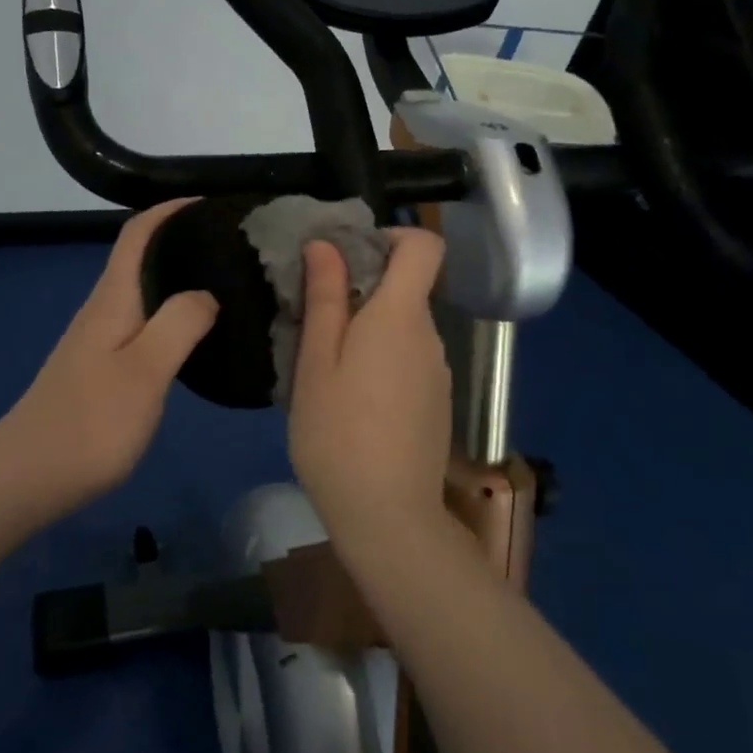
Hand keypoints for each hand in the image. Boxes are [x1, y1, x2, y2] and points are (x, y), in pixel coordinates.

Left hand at [0, 198, 217, 514]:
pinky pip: (143, 320)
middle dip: (183, 239)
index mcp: (113, 299)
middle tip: (235, 246)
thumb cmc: (90, 423)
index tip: (214, 205)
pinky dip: (172, 311)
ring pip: (144, 289)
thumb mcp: (145, 371)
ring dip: (179, 276)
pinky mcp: (102, 366)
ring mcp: (100, 338)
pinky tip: (195, 333)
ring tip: (226, 283)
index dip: (172, 210)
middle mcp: (104, 308)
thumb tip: (207, 292)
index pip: (139, 232)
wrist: (27, 478)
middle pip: (142, 255)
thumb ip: (179, 324)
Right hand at [287, 227, 451, 554]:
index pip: (424, 245)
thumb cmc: (338, 434)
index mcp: (400, 316)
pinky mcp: (436, 401)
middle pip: (406, 287)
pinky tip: (351, 401)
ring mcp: (437, 371)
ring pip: (403, 327)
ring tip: (326, 367)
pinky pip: (409, 359)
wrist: (388, 517)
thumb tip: (326, 245)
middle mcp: (429, 335)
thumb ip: (326, 299)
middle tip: (315, 320)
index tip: (350, 256)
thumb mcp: (317, 363)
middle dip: (363, 289)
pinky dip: (381, 360)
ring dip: (368, 330)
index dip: (392, 235)